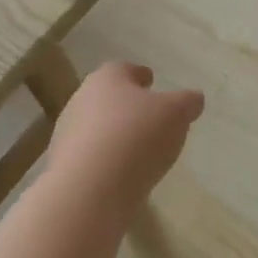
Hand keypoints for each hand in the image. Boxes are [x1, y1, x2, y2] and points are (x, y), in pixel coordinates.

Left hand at [45, 61, 204, 210]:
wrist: (90, 188)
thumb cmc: (136, 136)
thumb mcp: (176, 114)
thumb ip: (187, 102)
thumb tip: (194, 98)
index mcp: (107, 78)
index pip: (124, 69)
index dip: (140, 75)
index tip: (151, 82)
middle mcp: (81, 99)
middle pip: (107, 97)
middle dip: (126, 106)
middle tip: (148, 117)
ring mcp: (68, 133)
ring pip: (96, 127)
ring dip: (114, 135)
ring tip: (138, 151)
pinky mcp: (63, 166)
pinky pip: (91, 157)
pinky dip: (105, 161)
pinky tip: (122, 174)